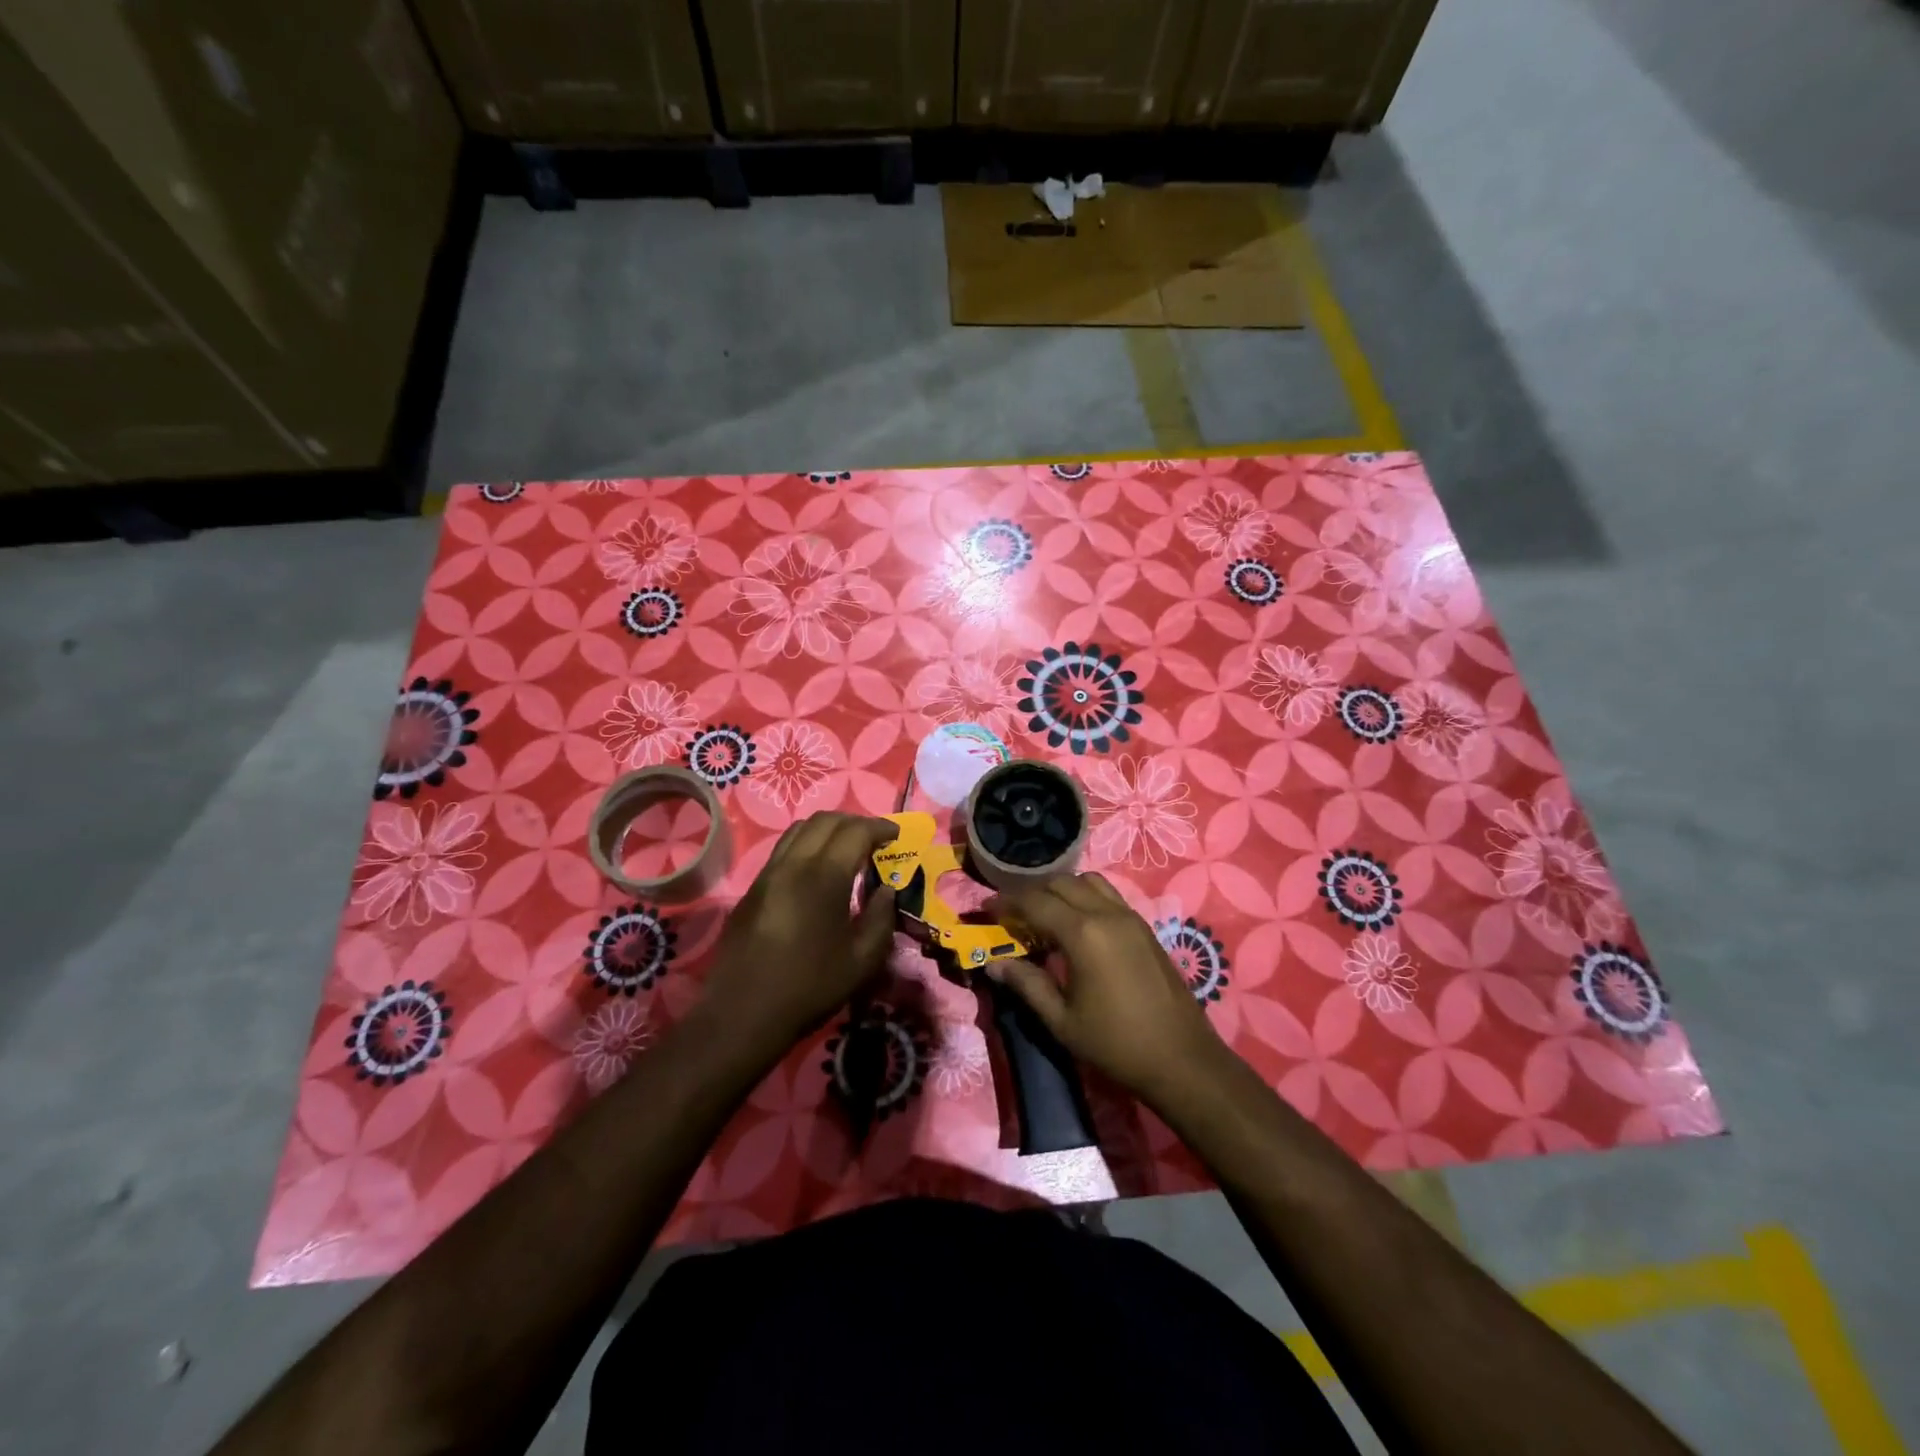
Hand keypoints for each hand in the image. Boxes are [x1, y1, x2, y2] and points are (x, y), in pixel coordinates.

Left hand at [702, 812, 897, 1057]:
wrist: (743, 1013)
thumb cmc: (810, 987)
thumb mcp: (863, 960)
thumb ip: (881, 918)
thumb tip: (885, 890)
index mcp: (824, 877)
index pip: (855, 831)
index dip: (880, 827)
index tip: (896, 836)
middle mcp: (793, 864)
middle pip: (825, 821)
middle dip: (854, 822)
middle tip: (874, 838)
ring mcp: (768, 874)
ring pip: (799, 830)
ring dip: (827, 829)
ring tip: (846, 848)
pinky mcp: (752, 889)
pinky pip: (783, 850)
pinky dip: (806, 845)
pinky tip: (817, 871)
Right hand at [986, 873, 1228, 1106]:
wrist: (1181, 1059)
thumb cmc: (1115, 1044)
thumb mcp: (1062, 1020)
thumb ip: (1027, 984)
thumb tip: (994, 963)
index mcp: (1083, 933)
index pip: (1035, 902)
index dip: (1007, 902)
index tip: (987, 908)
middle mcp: (1106, 914)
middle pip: (1061, 883)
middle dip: (1032, 893)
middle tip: (1014, 915)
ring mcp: (1130, 917)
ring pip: (1088, 882)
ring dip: (1062, 890)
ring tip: (1046, 915)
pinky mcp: (1145, 927)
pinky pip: (1109, 895)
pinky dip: (1086, 897)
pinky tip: (1078, 926)